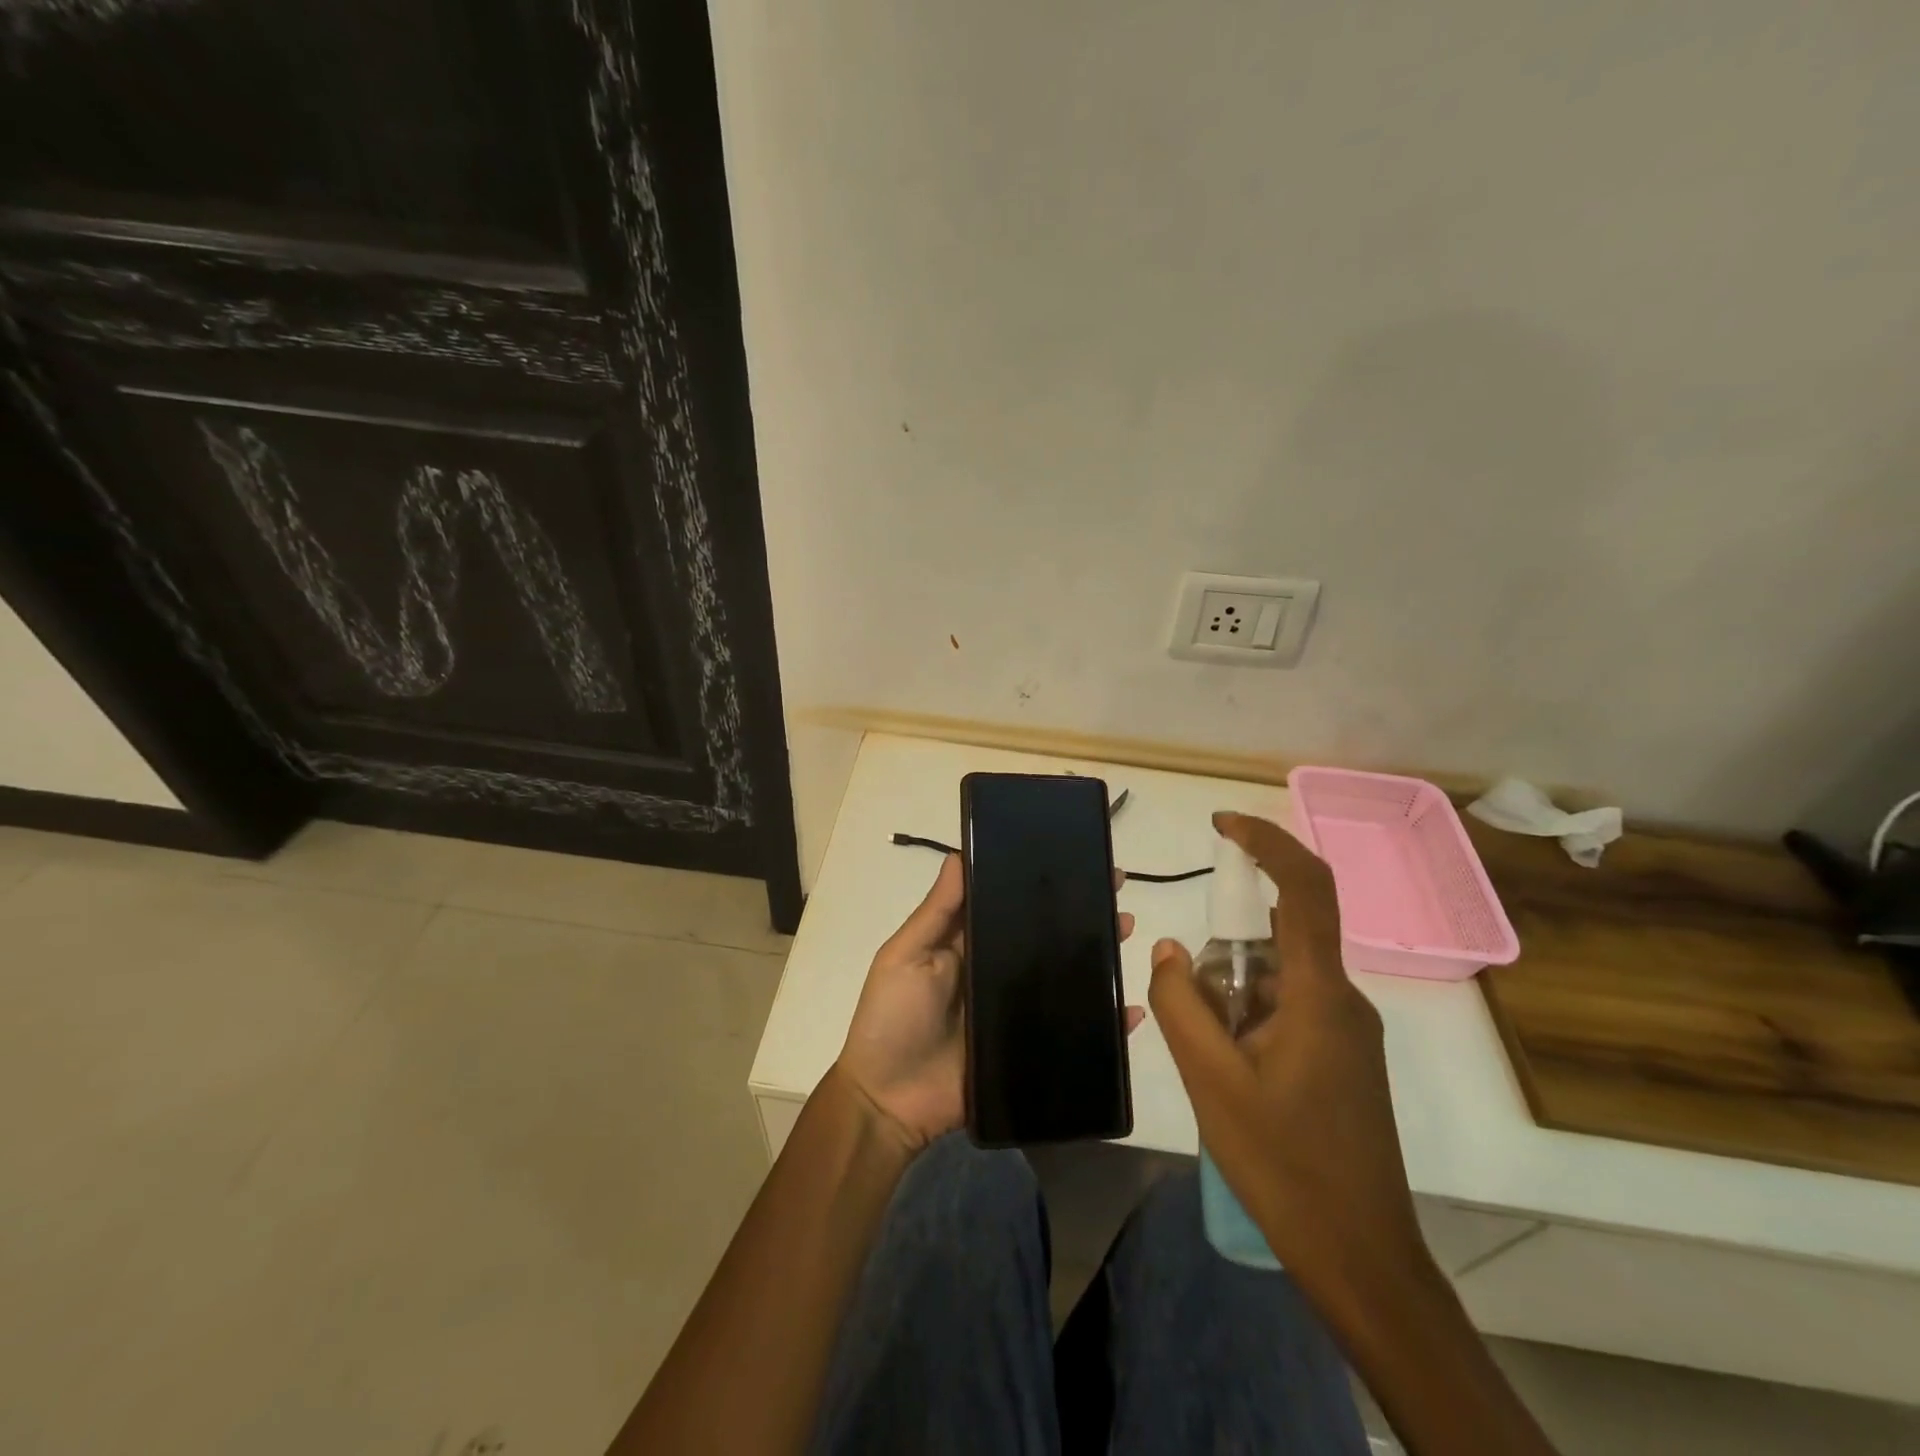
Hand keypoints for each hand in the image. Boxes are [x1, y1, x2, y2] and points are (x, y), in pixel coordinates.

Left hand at [835, 855, 1140, 1153]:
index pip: (1010, 905)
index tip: (1074, 859)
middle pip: (1045, 937)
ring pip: (1065, 977)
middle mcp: (997, 971)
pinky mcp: (1030, 1050)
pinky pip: (1073, 1032)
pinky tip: (1131, 1009)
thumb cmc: (892, 1018)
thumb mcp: (906, 954)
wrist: (888, 1102)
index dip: (1040, 884)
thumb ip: (937, 911)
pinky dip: (1105, 1022)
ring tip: (1127, 928)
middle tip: (1116, 891)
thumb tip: (959, 852)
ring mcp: (1016, 1012)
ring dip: (1097, 954)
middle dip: (1079, 913)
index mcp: (969, 944)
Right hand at [1149, 812, 1429, 1300]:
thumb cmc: (1286, 1166)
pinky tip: (1232, 1077)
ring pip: (1276, 978)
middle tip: (1197, 1018)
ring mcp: (1346, 1030)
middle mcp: (1341, 999)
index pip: (1306, 888)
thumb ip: (1181, 1002)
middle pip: (1278, 938)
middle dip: (1225, 956)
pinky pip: (1286, 1009)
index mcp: (1320, 994)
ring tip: (1214, 1065)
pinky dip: (1248, 1019)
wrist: (1362, 1258)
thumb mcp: (1211, 1081)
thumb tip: (1169, 948)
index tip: (1222, 825)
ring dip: (1232, 998)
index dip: (1268, 842)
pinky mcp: (1341, 1057)